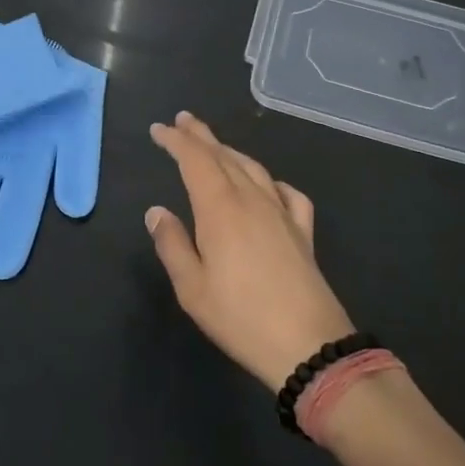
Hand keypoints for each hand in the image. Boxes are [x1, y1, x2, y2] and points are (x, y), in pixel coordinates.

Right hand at [145, 112, 354, 388]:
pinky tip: (269, 186)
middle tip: (182, 120)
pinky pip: (287, 193)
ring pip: (254, 169)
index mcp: (220, 208)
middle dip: (201, 136)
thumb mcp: (191, 288)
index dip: (176, 141)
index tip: (158, 129)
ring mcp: (282, 213)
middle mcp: (252, 199)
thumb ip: (172, 244)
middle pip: (224, 156)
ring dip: (231, 151)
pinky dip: (272, 181)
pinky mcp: (303, 232)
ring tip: (216, 146)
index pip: (195, 160)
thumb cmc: (240, 317)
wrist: (308, 345)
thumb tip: (156, 211)